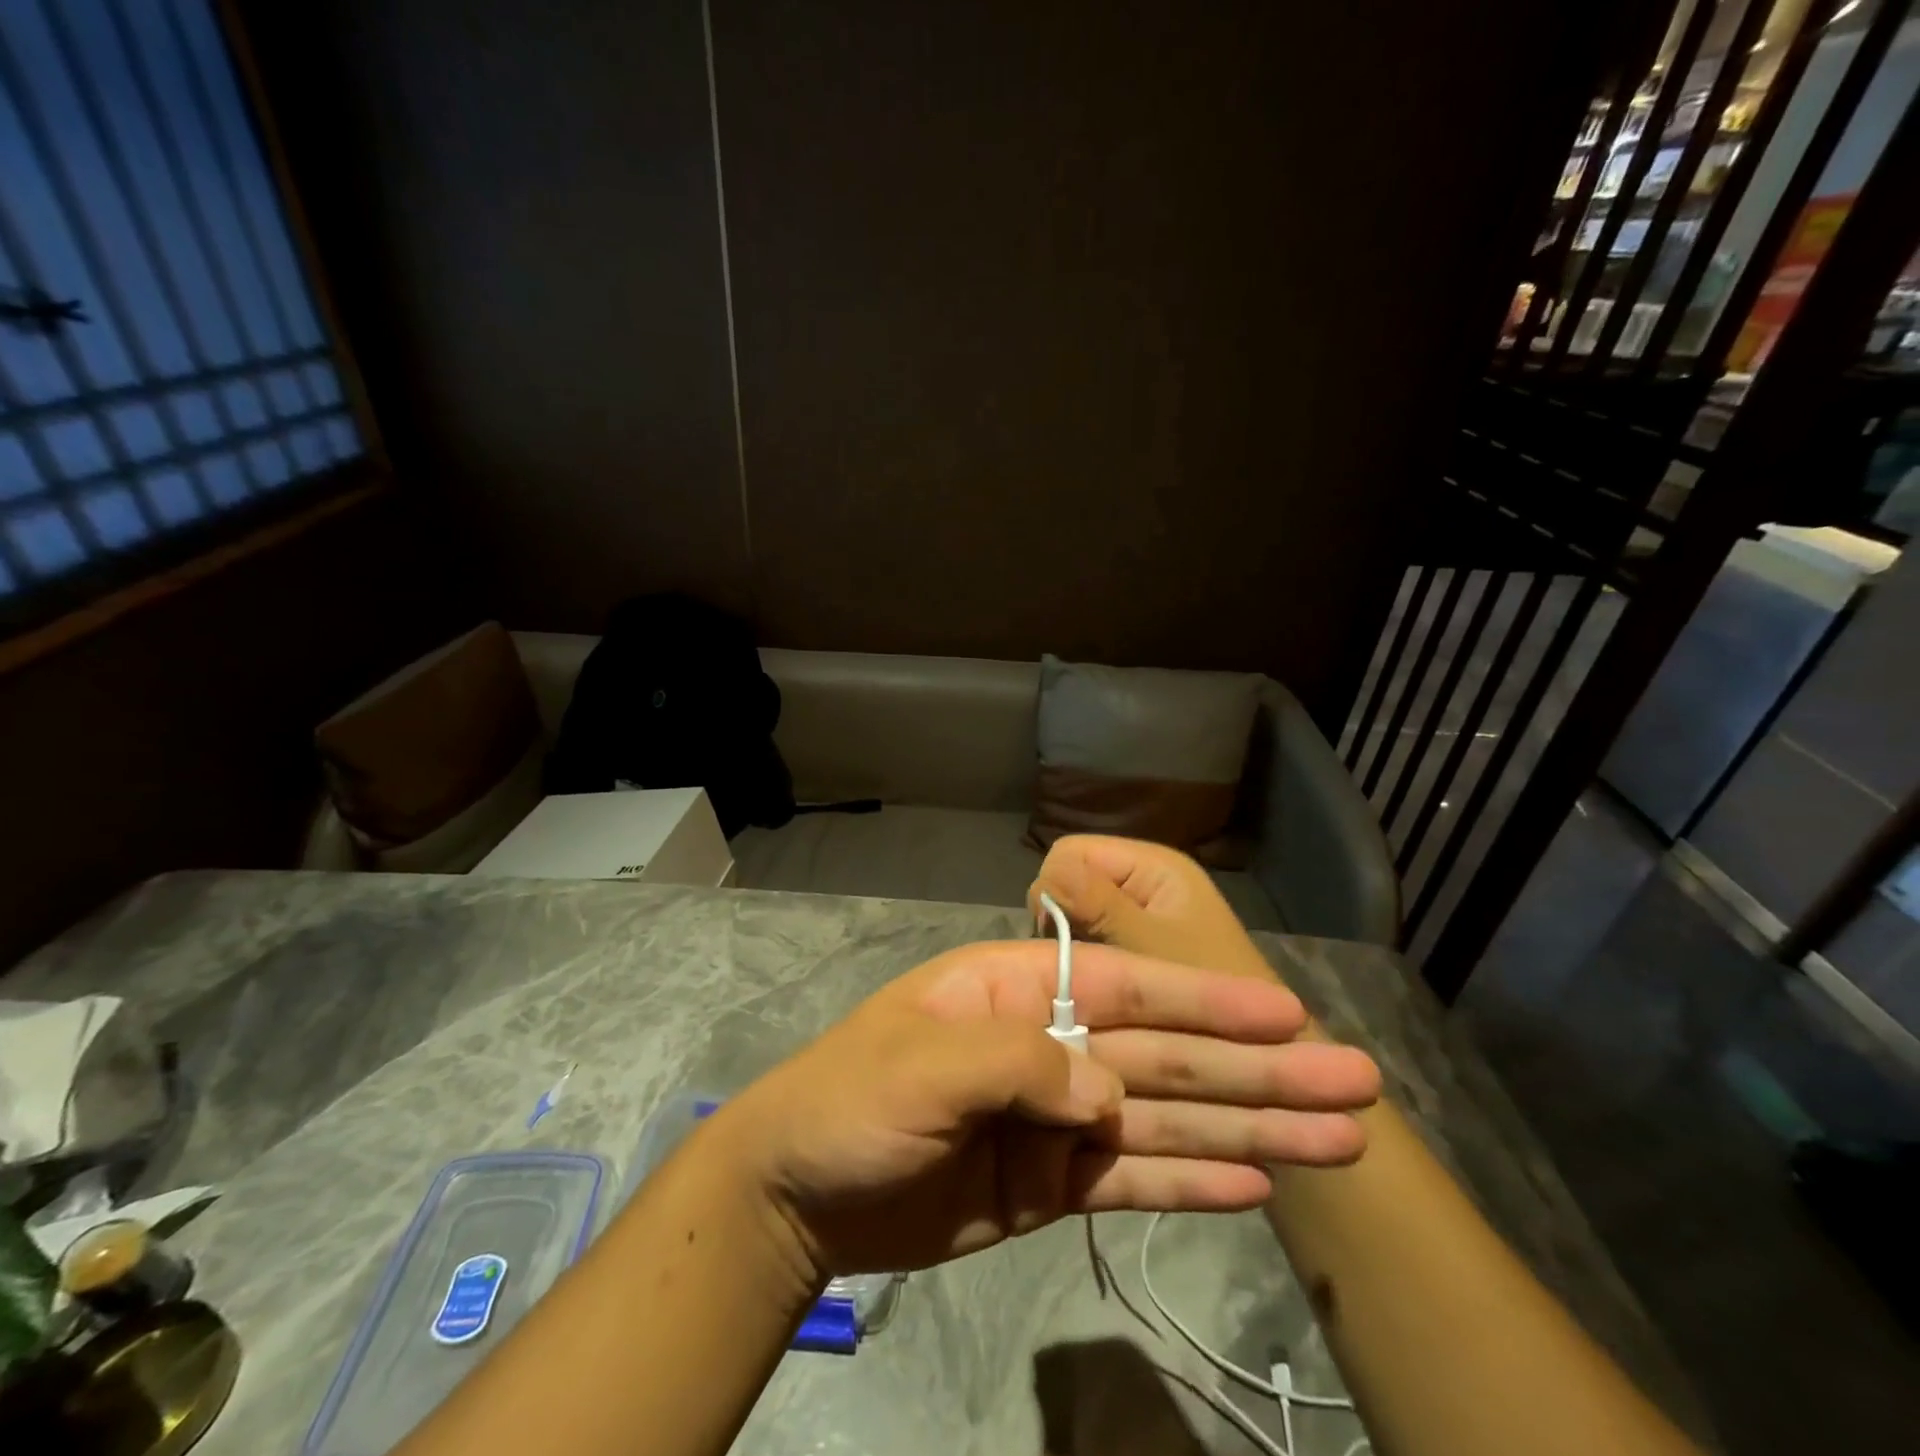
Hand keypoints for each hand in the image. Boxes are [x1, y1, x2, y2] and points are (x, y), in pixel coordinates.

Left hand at [710, 938, 1378, 1282]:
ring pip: (1169, 1118)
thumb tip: (1110, 1096)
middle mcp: (1052, 1045)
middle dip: (1260, 1069)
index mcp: (1019, 991)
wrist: (801, 1192)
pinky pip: (1135, 1179)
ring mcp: (1058, 1117)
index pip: (1129, 988)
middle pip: (1169, 1056)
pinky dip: (1192, 1180)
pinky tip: (1257, 1182)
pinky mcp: (1054, 1182)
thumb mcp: (924, 1064)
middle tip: (1357, 1085)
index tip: (1289, 1015)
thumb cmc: (852, 1100)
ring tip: (1338, 1140)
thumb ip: (1020, 1065)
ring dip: (1252, 1127)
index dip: (1208, 1002)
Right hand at [1031, 835, 1271, 978]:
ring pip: (1077, 912)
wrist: (1270, 1057)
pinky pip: (1092, 936)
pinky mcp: (1141, 943)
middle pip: (1071, 880)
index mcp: (1152, 865)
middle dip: (1064, 919)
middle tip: (1079, 966)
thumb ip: (1097, 904)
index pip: (1070, 853)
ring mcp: (1143, 912)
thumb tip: (1047, 874)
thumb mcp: (1148, 949)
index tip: (1063, 941)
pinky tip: (1096, 990)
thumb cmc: (1214, 999)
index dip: (1056, 891)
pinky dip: (1086, 959)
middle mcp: (1145, 880)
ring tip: (1088, 982)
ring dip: (1074, 944)